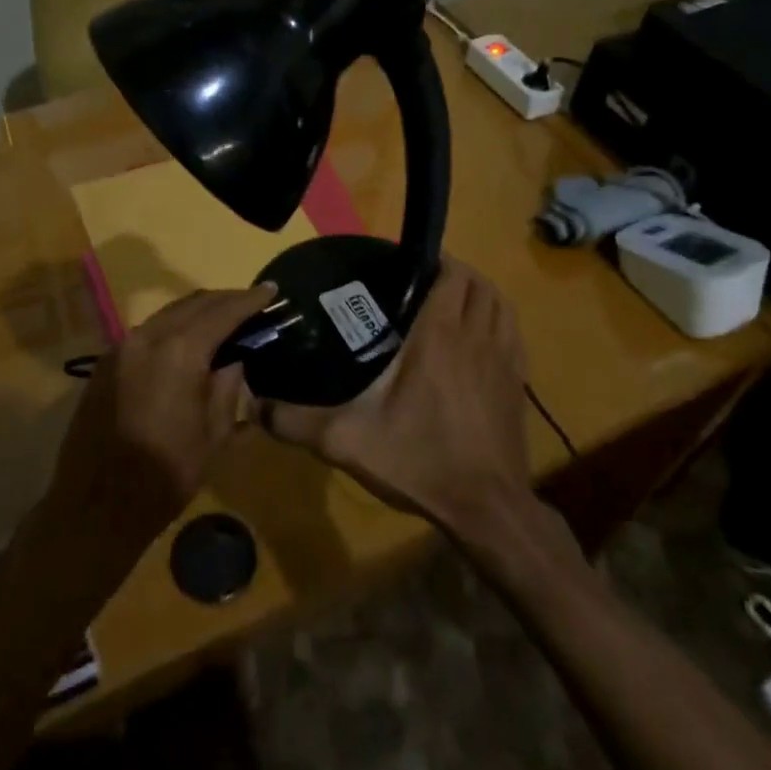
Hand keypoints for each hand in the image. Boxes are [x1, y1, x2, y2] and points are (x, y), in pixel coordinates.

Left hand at [45, 284, 276, 550]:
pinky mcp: (106, 362)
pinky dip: (174, 327)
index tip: (272, 291)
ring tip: (224, 318)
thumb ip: (228, 384)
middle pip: (193, 304)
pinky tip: (188, 340)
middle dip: (225, 300)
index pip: (222, 312)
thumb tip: (235, 356)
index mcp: (179, 351)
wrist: (97, 505)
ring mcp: (122, 347)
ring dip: (198, 311)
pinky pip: (148, 331)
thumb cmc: (166, 474)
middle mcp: (147, 337)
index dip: (250, 300)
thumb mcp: (214, 432)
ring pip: (168, 314)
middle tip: (252, 302)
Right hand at [265, 261, 532, 533]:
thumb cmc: (419, 461)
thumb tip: (251, 405)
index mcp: (439, 336)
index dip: (436, 260)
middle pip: (479, 284)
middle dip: (455, 273)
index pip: (452, 275)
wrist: (487, 509)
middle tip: (423, 283)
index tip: (410, 264)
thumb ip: (295, 420)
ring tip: (451, 305)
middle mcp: (476, 337)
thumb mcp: (346, 441)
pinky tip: (477, 343)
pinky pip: (513, 334)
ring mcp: (505, 360)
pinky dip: (498, 323)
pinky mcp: (519, 385)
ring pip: (501, 305)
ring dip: (480, 295)